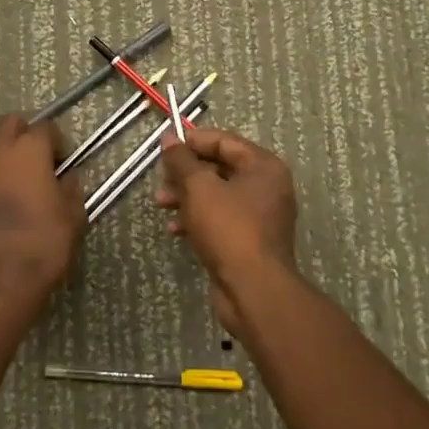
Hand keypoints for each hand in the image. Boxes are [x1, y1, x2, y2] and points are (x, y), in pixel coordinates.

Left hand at [0, 114, 84, 315]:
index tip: (63, 163)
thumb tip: (66, 177)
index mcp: (30, 149)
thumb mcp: (73, 216)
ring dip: (1, 148)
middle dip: (26, 135)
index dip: (57, 144)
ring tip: (11, 174)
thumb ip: (71, 187)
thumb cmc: (42, 245)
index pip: (46, 128)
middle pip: (12, 123)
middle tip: (38, 161)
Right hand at [156, 127, 298, 333]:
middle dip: (186, 173)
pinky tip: (175, 228)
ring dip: (187, 196)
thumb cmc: (229, 228)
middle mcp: (267, 187)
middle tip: (161, 179)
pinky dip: (198, 218)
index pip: (224, 141)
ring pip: (217, 195)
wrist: (253, 290)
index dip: (192, 142)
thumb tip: (169, 138)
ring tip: (161, 204)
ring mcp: (260, 215)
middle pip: (220, 167)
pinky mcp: (249, 240)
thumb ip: (181, 160)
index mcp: (263, 167)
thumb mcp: (199, 188)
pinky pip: (220, 219)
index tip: (165, 148)